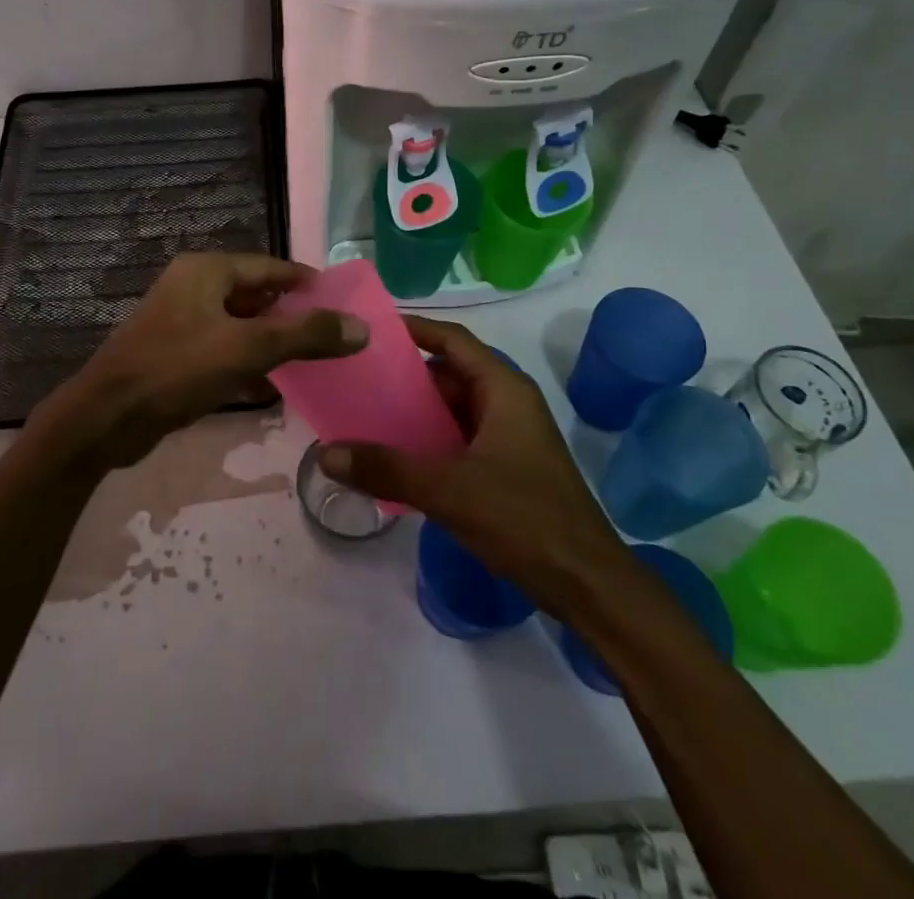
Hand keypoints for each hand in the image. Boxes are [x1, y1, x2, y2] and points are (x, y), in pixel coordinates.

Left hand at [34, 252, 366, 471]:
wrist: (106, 418)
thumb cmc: (177, 370)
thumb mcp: (248, 348)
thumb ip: (306, 335)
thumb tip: (360, 327)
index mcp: (207, 270)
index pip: (270, 266)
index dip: (306, 283)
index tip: (340, 302)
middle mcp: (192, 284)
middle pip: (255, 291)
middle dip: (290, 312)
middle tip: (329, 333)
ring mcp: (179, 317)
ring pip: (238, 320)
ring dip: (269, 335)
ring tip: (307, 356)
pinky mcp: (173, 349)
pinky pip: (221, 343)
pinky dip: (245, 355)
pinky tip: (267, 379)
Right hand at [319, 316, 619, 614]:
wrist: (588, 585)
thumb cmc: (524, 519)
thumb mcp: (449, 490)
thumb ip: (386, 469)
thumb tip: (325, 453)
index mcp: (503, 389)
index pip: (453, 339)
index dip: (414, 329)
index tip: (371, 329)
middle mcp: (507, 403)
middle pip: (449, 373)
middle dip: (405, 375)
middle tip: (356, 377)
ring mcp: (509, 436)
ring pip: (452, 409)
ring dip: (414, 412)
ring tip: (365, 415)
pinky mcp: (507, 467)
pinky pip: (459, 438)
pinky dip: (428, 440)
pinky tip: (395, 457)